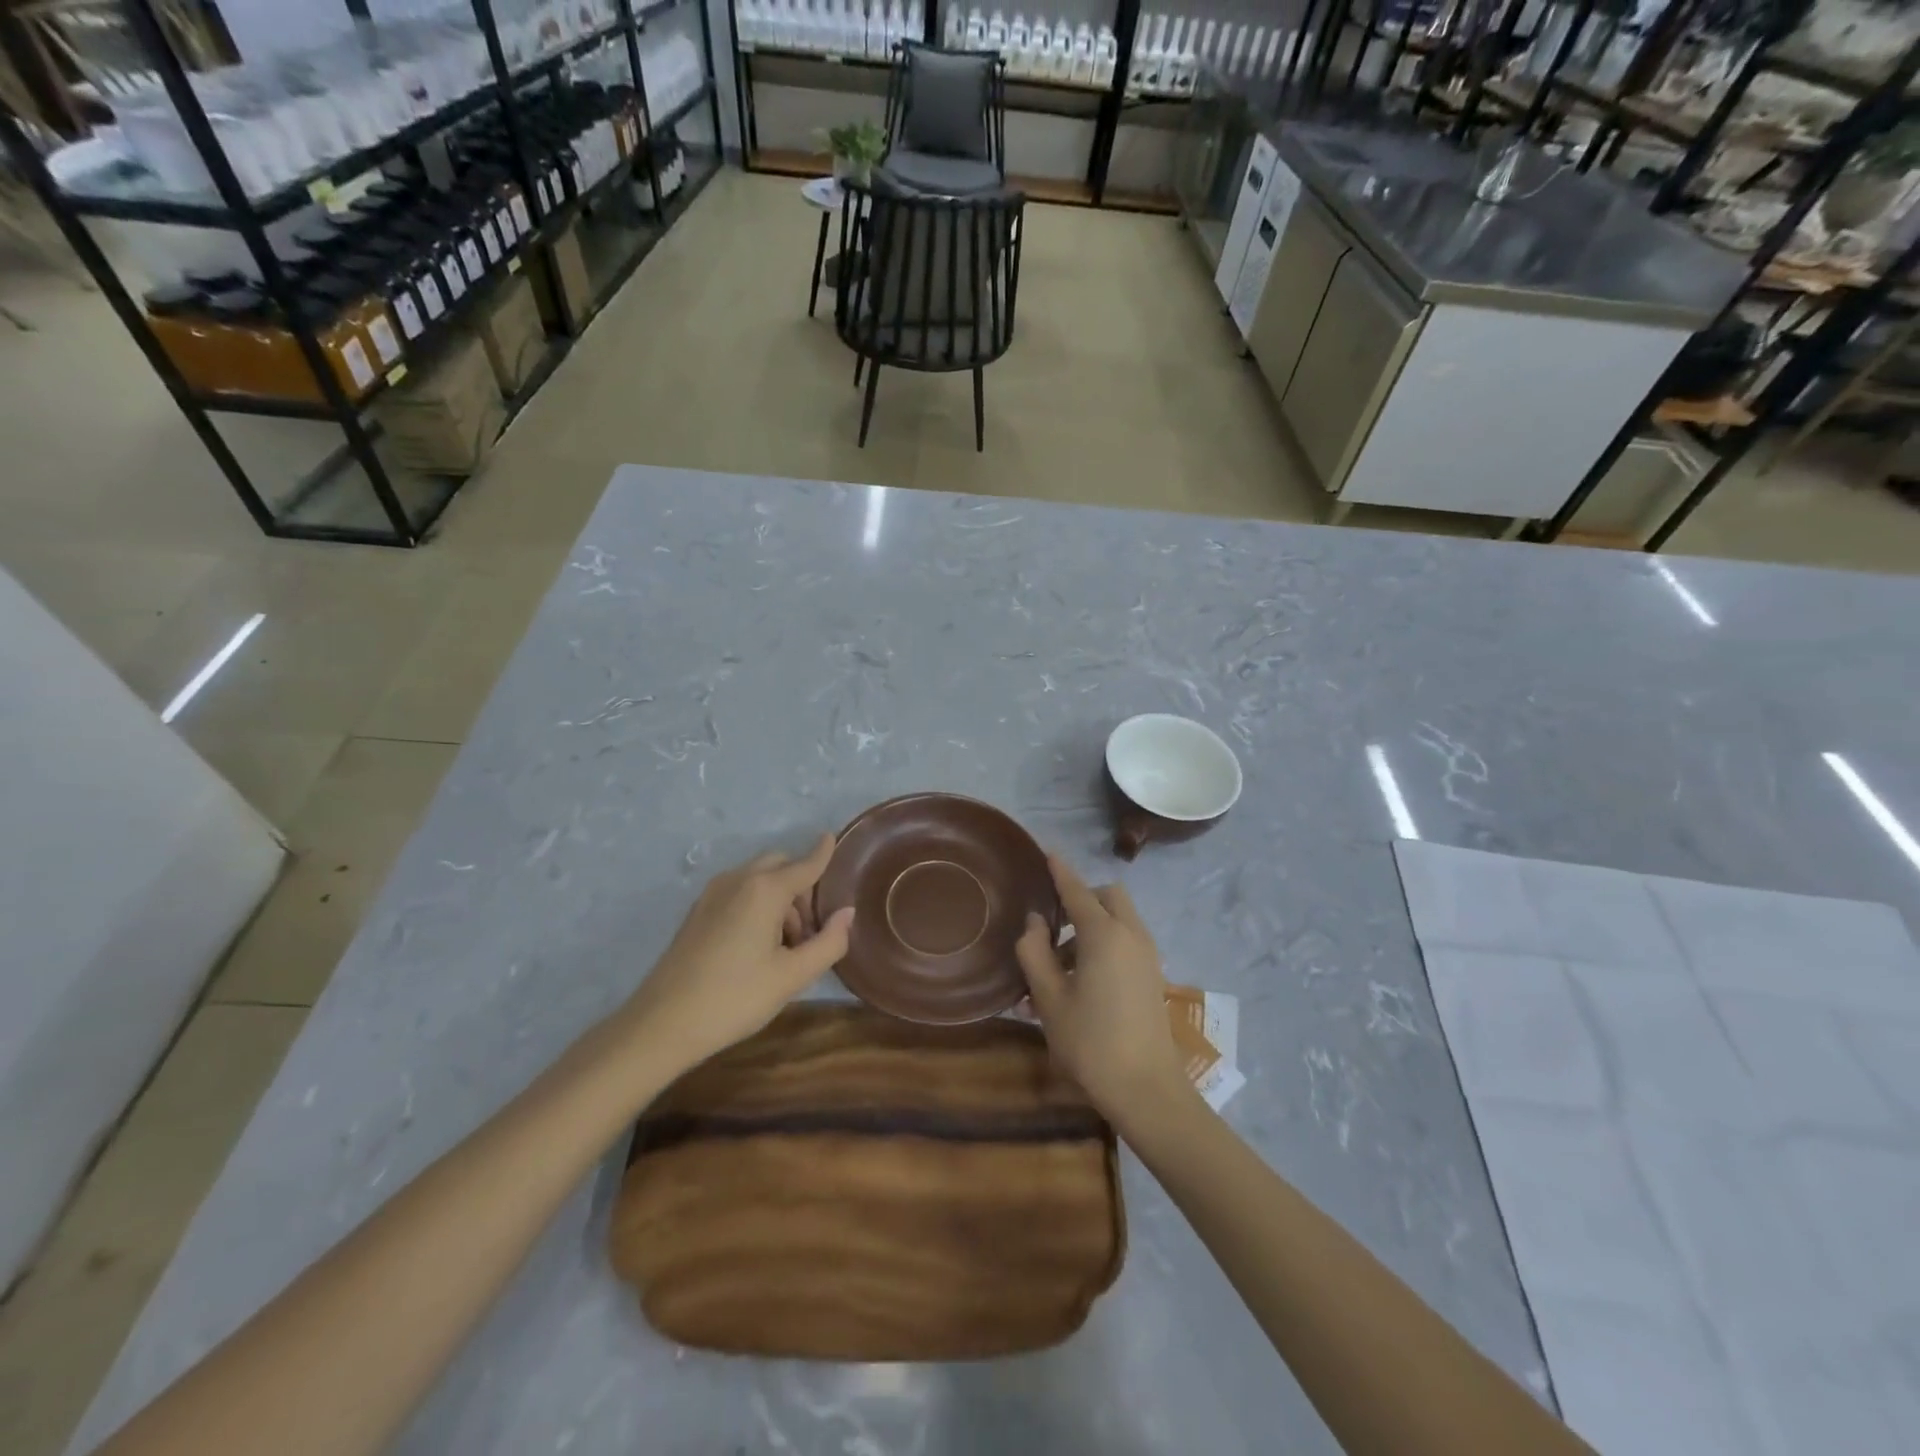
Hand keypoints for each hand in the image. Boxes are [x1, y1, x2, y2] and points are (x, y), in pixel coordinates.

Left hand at [621, 835, 853, 1073]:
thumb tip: (847, 913)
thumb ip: (829, 942)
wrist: (662, 1024)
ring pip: (758, 879)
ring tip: (784, 947)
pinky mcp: (698, 911)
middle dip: (801, 887)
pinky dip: (757, 904)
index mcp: (765, 890)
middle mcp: (739, 880)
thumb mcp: (792, 976)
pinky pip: (738, 891)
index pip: (805, 864)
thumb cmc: (735, 998)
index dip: (822, 852)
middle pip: (779, 865)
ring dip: (779, 898)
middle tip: (809, 931)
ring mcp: (713, 893)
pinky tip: (756, 946)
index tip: (832, 837)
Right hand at [1015, 856, 1186, 1125]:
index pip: (1077, 891)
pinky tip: (1081, 984)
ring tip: (1057, 971)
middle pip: (1108, 897)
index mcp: (1104, 934)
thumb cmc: (1090, 1042)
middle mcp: (1131, 935)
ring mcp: (1147, 956)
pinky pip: (1127, 942)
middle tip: (1053, 930)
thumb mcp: (1049, 998)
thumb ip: (1035, 952)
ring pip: (1119, 921)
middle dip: (1082, 900)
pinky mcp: (1153, 976)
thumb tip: (1035, 922)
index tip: (1047, 853)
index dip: (1060, 872)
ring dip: (1091, 928)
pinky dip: (1105, 945)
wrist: (1146, 1090)